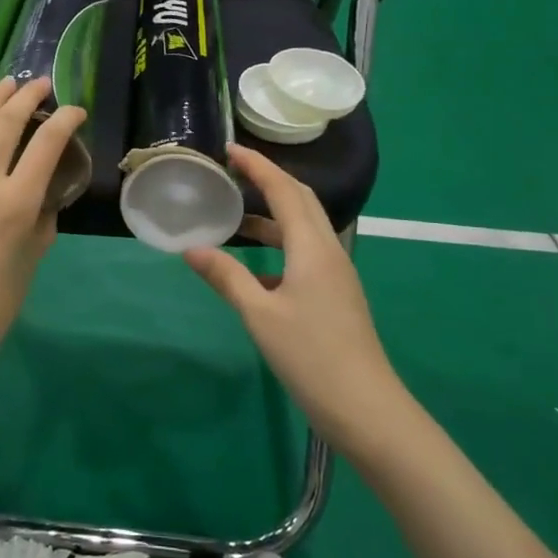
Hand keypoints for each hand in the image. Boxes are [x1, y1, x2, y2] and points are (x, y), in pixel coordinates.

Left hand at [0, 77, 86, 379]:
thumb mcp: (35, 253)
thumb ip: (43, 212)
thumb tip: (43, 185)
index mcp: (17, 203)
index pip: (47, 143)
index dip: (65, 119)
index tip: (75, 111)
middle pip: (7, 124)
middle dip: (29, 97)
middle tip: (40, 85)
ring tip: (7, 83)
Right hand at [183, 143, 399, 439]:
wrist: (365, 407)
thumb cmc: (311, 356)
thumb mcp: (260, 315)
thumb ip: (227, 277)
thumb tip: (192, 249)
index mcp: (313, 248)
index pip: (284, 191)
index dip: (258, 166)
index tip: (230, 149)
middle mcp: (329, 252)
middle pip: (301, 201)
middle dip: (269, 180)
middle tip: (234, 172)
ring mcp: (336, 275)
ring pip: (304, 229)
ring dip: (273, 215)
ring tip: (236, 216)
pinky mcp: (336, 295)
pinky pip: (305, 253)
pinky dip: (279, 246)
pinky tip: (256, 268)